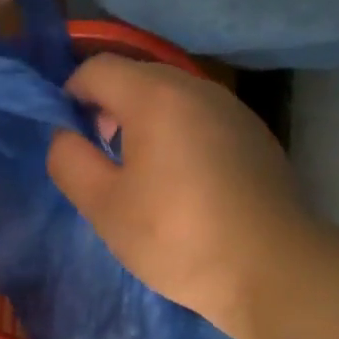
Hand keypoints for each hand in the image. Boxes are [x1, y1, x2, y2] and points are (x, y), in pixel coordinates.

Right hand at [47, 56, 307, 335]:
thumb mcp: (104, 206)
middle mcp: (196, 88)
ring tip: (141, 173)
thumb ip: (69, 160)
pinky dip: (178, 133)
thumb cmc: (178, 237)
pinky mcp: (254, 134)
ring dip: (144, 121)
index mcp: (155, 96)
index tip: (69, 138)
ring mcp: (232, 109)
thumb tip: (65, 135)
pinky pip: (200, 117)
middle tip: (101, 158)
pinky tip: (184, 181)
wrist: (274, 269)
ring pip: (171, 96)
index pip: (97, 69)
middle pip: (136, 77)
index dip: (70, 96)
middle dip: (107, 107)